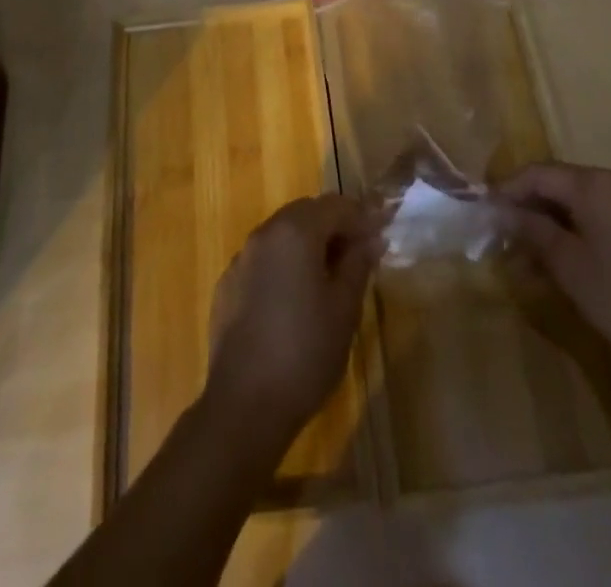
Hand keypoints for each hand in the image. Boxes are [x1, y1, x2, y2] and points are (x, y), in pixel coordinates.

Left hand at [204, 194, 380, 436]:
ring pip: (282, 234)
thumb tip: (371, 239)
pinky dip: (284, 265)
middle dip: (334, 226)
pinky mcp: (228, 285)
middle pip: (305, 213)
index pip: (335, 205)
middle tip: (359, 253)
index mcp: (295, 232)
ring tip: (330, 276)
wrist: (244, 405)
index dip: (362, 216)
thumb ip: (358, 264)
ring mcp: (241, 259)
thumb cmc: (305, 352)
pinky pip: (263, 260)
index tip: (382, 233)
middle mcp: (264, 234)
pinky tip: (295, 298)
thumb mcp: (344, 309)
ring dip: (308, 244)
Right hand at [497, 163, 610, 382]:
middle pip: (556, 186)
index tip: (481, 215)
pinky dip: (573, 236)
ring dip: (547, 228)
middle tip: (499, 241)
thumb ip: (532, 230)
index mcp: (595, 184)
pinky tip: (557, 267)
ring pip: (576, 206)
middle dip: (526, 211)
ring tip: (523, 262)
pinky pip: (597, 220)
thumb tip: (500, 209)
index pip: (536, 173)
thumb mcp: (570, 266)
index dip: (506, 191)